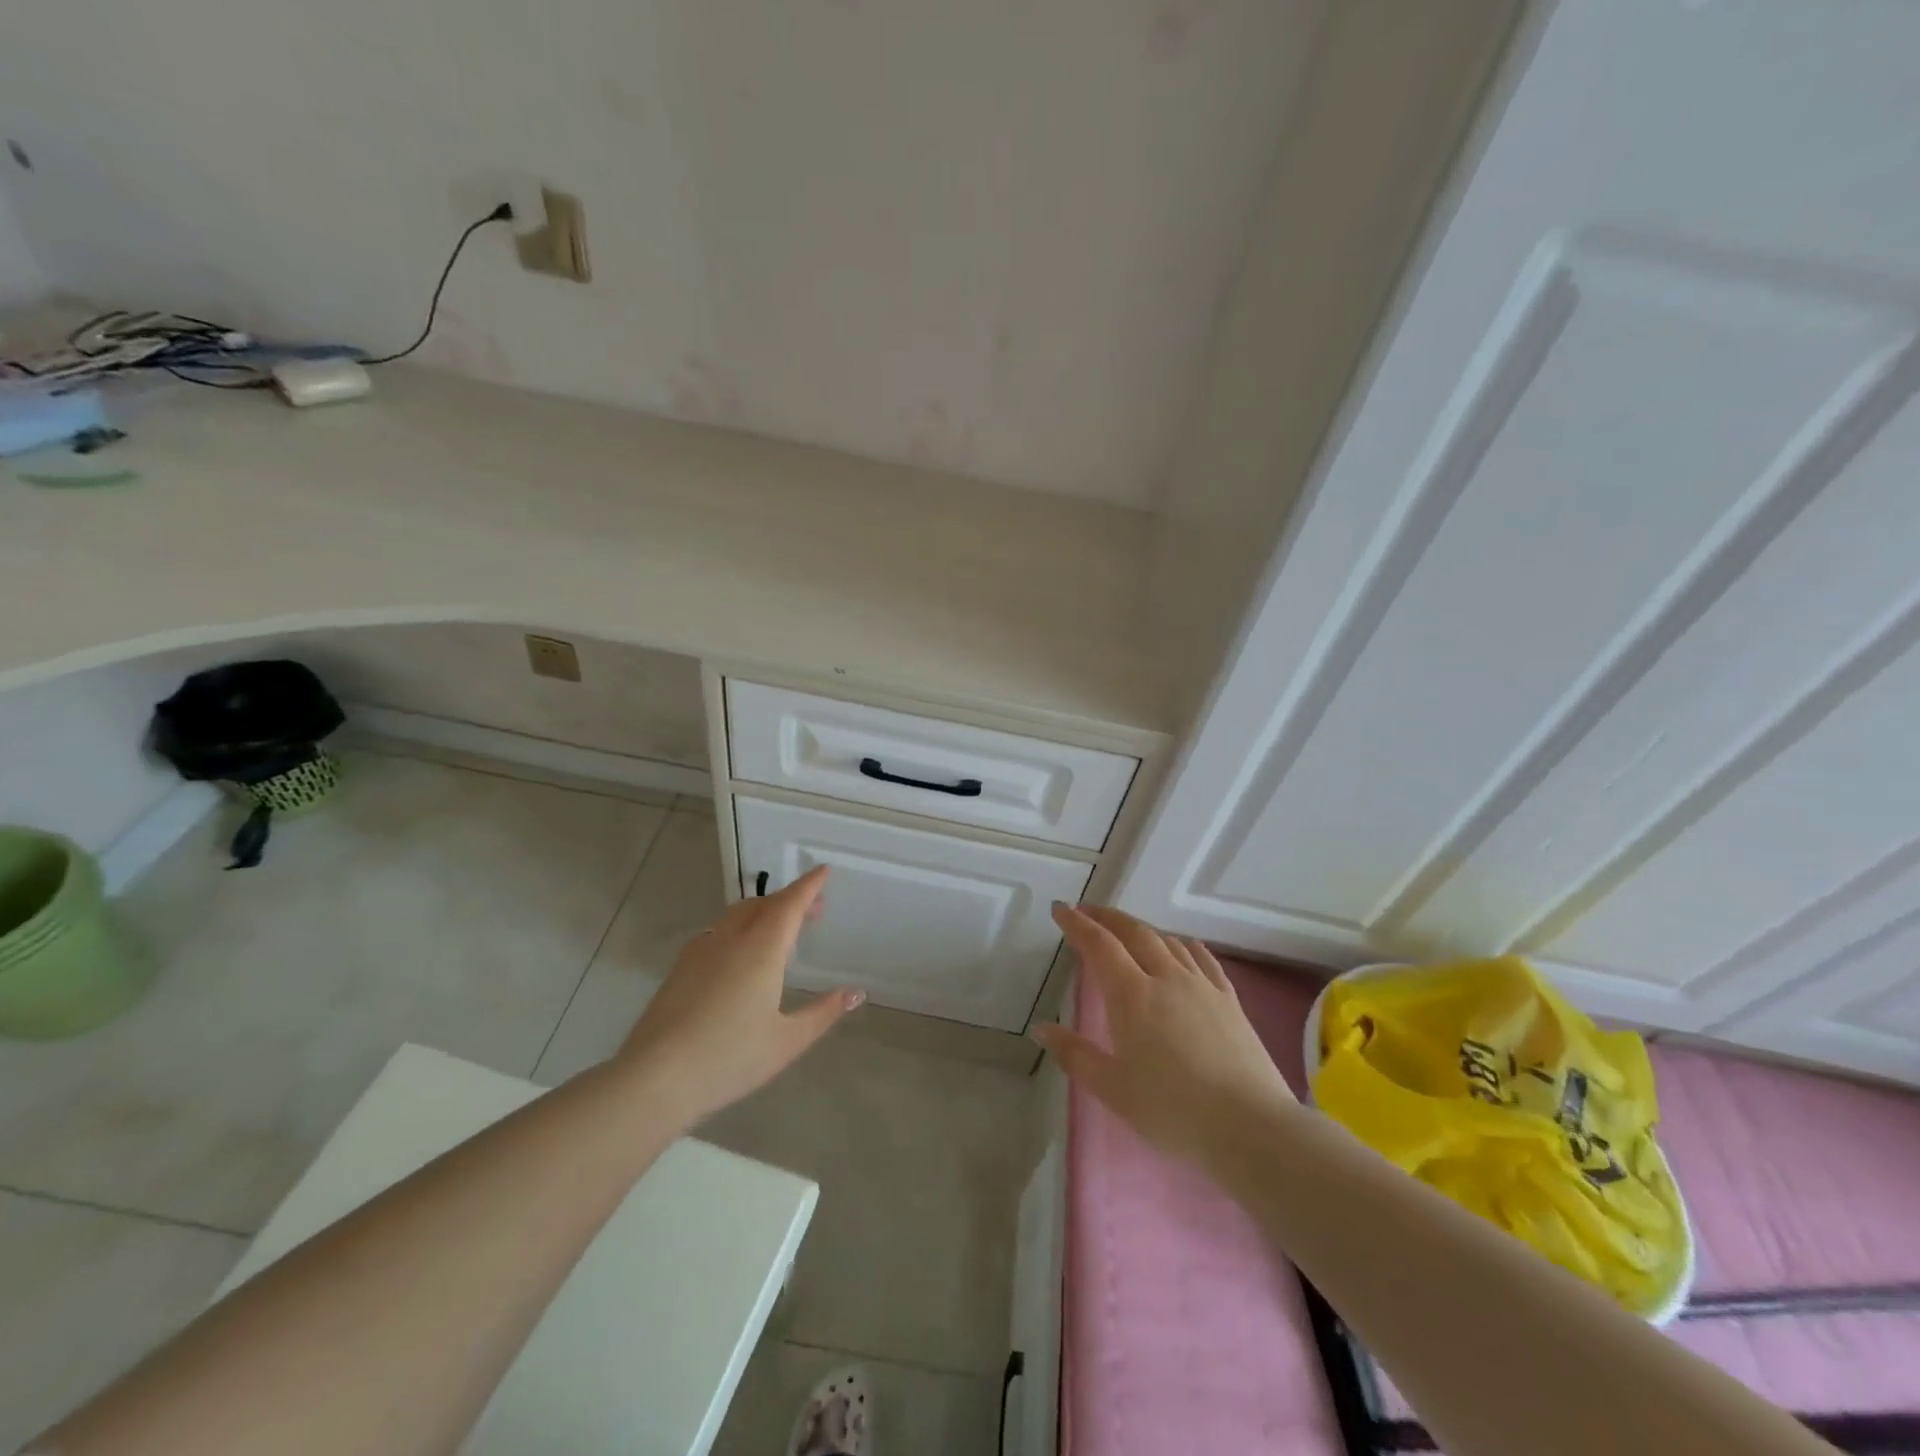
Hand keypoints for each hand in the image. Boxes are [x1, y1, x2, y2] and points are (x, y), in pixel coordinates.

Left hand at [614, 866, 861, 1123]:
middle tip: (814, 908)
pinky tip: (742, 953)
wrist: (654, 1079)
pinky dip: (741, 926)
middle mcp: (730, 939)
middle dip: (790, 899)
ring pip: (737, 914)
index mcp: (761, 949)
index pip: (789, 904)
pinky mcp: (681, 967)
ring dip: (764, 911)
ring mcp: (701, 950)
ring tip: (781, 928)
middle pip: (763, 904)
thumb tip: (856, 993)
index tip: (824, 871)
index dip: (809, 886)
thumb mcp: (787, 1041)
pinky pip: (718, 930)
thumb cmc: (729, 1059)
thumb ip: (823, 1012)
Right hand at [1033, 905, 1294, 1161]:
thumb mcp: (1113, 1089)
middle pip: (1134, 932)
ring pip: (1167, 941)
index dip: (1077, 923)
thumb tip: (1041, 1028)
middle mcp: (1166, 977)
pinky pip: (1202, 958)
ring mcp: (1201, 985)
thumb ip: (1075, 1055)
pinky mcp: (1229, 1000)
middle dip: (1107, 917)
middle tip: (1088, 912)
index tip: (1060, 909)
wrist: (1250, 1126)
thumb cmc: (1172, 1111)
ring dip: (1141, 929)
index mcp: (1132, 995)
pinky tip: (1182, 947)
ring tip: (1127, 931)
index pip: (1099, 945)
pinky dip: (1183, 945)